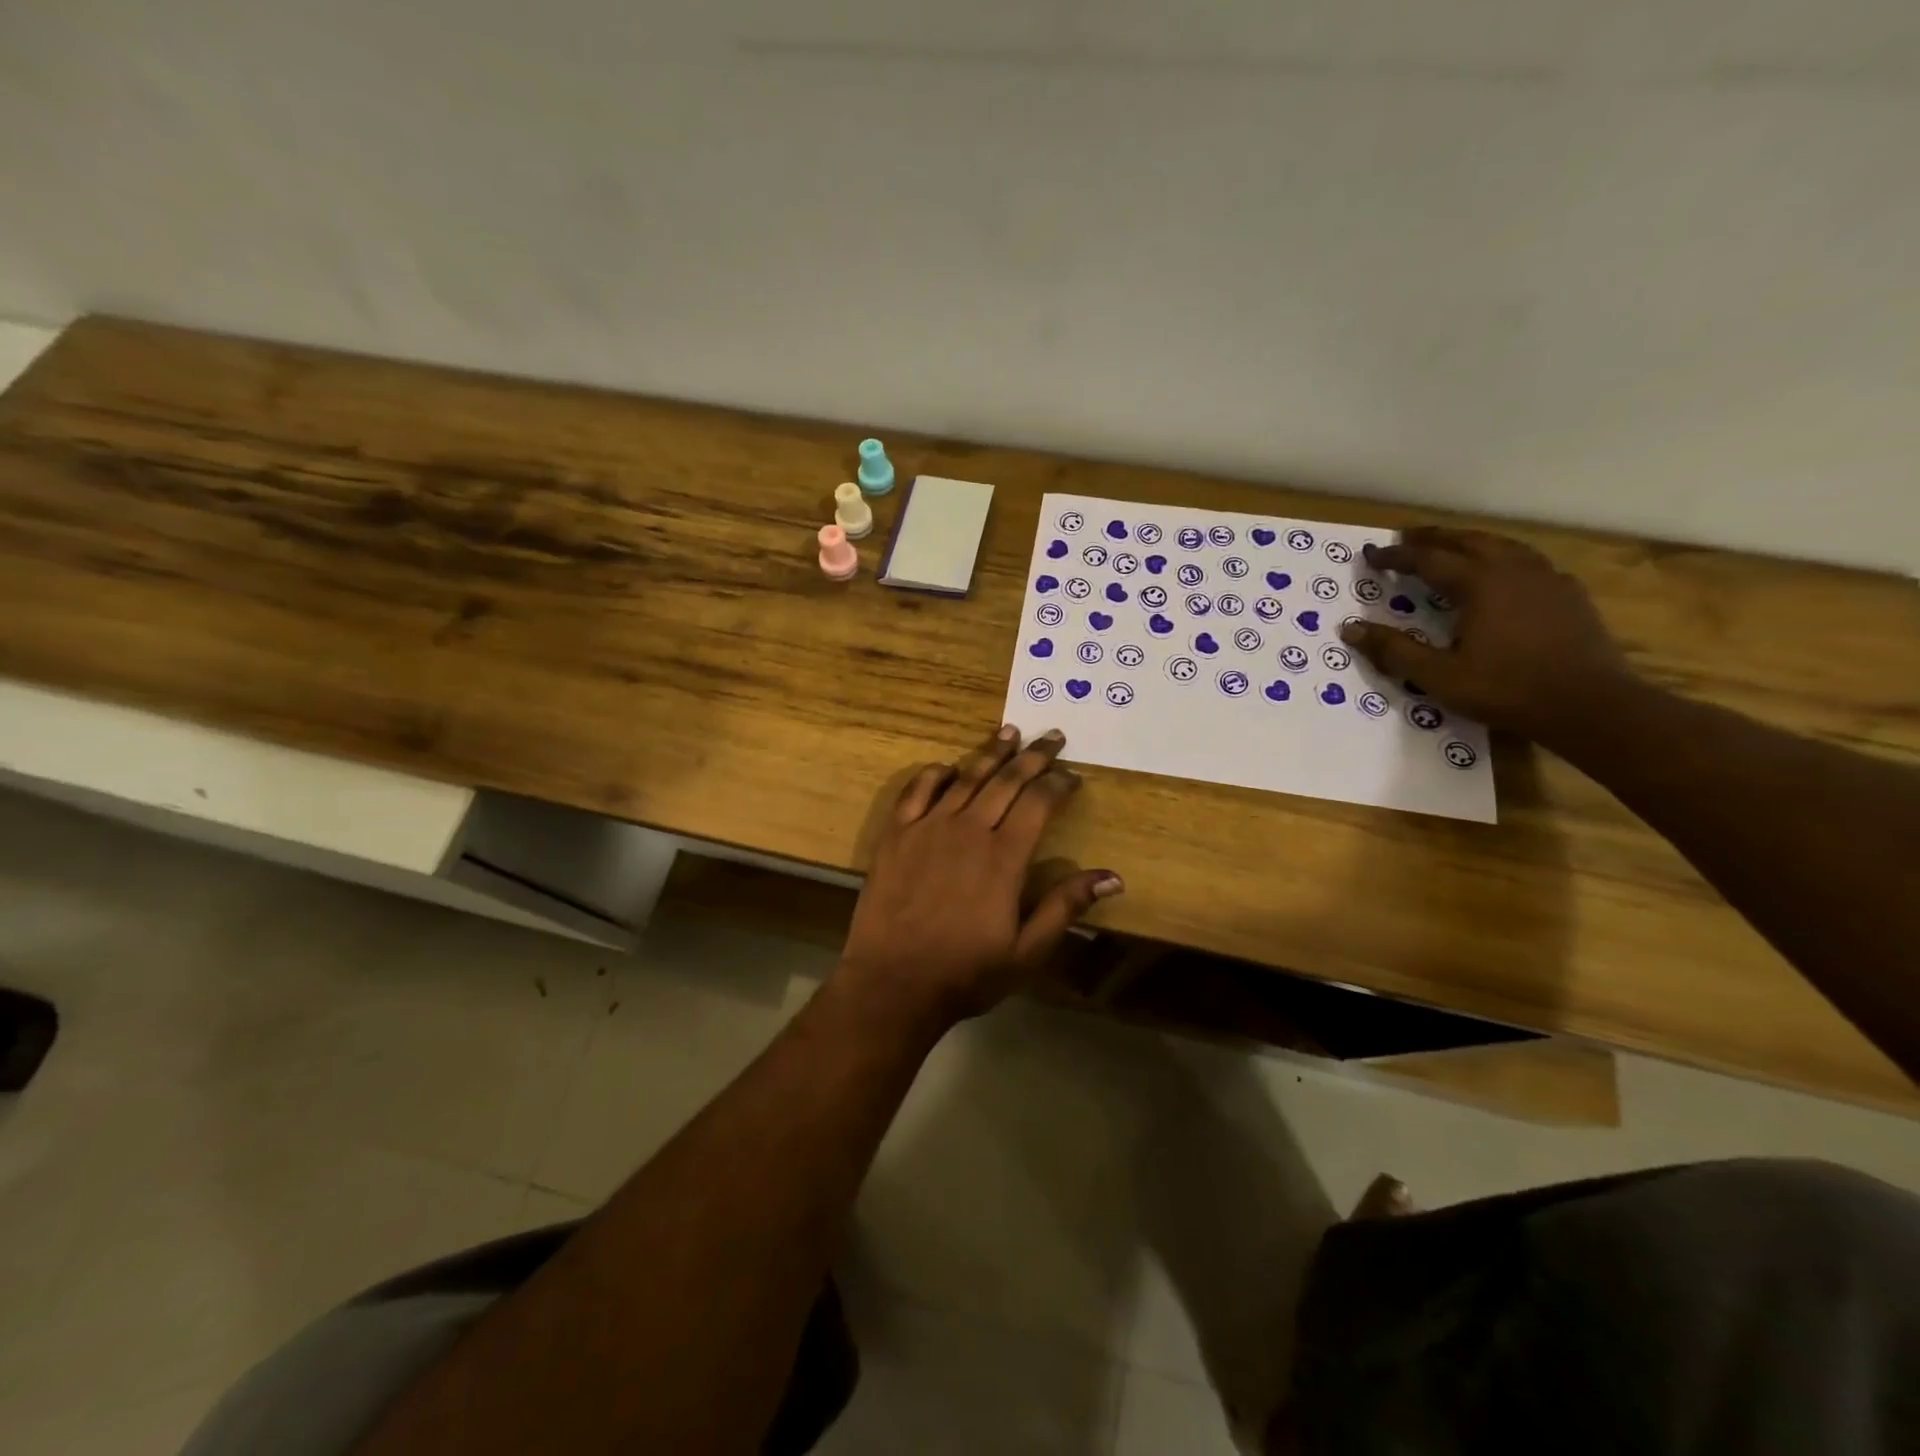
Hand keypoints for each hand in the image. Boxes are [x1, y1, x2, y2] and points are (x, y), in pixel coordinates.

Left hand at [836, 726, 1122, 1028]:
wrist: (893, 983)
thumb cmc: (965, 972)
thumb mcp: (1027, 951)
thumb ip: (1065, 907)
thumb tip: (1112, 877)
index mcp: (1004, 857)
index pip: (1039, 803)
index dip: (1059, 784)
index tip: (1073, 776)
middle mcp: (968, 830)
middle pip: (1006, 781)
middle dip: (1033, 756)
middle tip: (1051, 735)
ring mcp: (928, 828)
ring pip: (966, 778)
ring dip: (990, 753)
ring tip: (1009, 732)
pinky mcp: (896, 834)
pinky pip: (917, 791)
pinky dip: (935, 774)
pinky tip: (948, 767)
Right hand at [1341, 528, 1635, 742]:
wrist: (1590, 704)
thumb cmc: (1507, 689)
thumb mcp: (1439, 676)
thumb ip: (1394, 650)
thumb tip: (1350, 628)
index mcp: (1480, 584)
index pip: (1429, 560)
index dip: (1397, 557)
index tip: (1371, 554)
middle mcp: (1513, 570)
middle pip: (1468, 541)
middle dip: (1434, 537)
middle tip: (1407, 537)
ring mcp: (1547, 579)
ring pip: (1503, 545)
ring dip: (1471, 542)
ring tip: (1452, 546)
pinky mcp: (1569, 594)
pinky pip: (1530, 562)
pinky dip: (1504, 559)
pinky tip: (1504, 574)